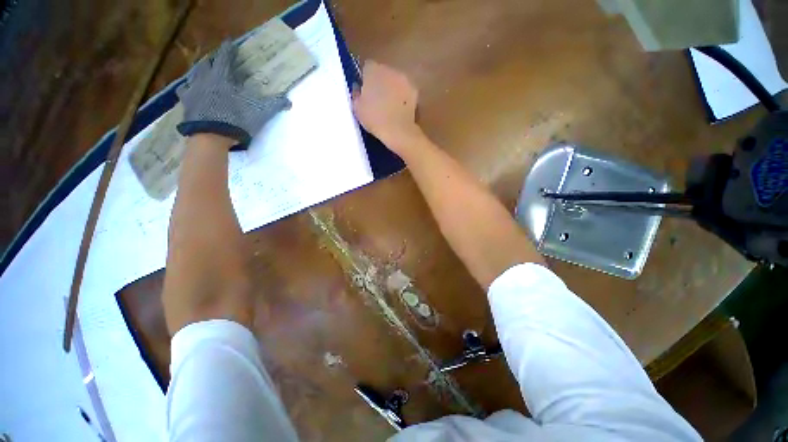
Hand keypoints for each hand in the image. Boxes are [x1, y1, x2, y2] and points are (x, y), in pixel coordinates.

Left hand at [176, 40, 291, 149]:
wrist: (212, 136)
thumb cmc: (236, 120)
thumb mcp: (259, 113)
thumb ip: (274, 105)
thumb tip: (289, 102)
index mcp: (223, 78)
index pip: (226, 58)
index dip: (229, 50)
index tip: (229, 42)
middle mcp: (206, 79)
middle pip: (208, 63)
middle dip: (213, 60)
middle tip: (217, 59)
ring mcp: (194, 90)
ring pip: (195, 75)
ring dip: (200, 71)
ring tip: (203, 71)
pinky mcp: (187, 102)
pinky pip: (185, 91)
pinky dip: (188, 89)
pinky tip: (189, 90)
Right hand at [352, 61, 422, 154]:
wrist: (398, 130)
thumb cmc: (374, 119)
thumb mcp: (357, 108)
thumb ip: (356, 94)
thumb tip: (358, 89)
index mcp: (373, 70)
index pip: (367, 67)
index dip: (366, 79)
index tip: (365, 91)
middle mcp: (390, 69)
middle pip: (383, 72)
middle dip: (380, 82)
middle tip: (377, 100)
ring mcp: (404, 80)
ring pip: (395, 81)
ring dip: (392, 89)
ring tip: (389, 106)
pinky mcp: (415, 92)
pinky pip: (405, 91)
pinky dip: (403, 97)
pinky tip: (399, 110)